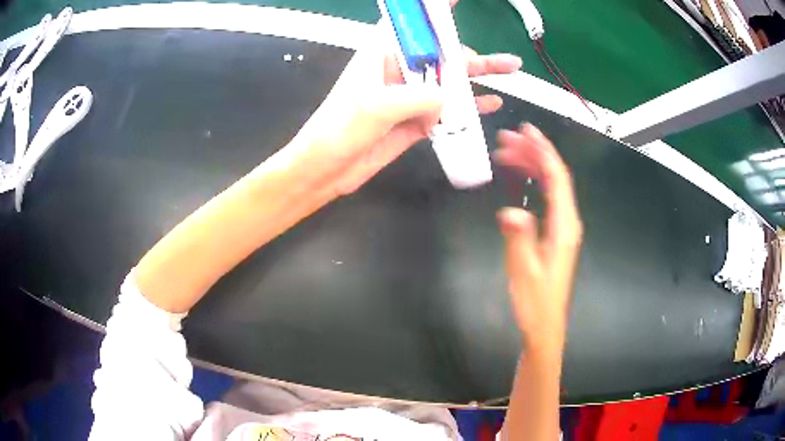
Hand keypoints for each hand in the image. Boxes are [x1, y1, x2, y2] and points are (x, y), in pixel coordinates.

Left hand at [291, 2, 521, 197]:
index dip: (434, 11)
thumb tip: (448, 99)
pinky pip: (448, 109)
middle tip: (501, 62)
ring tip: (510, 69)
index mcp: (383, 54)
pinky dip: (470, 106)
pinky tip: (491, 103)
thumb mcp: (376, 106)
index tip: (456, 0)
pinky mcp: (416, 119)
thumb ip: (418, 97)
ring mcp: (410, 96)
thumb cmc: (340, 129)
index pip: (413, 25)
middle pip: (441, 53)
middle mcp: (399, 70)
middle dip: (470, 53)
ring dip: (480, 75)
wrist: (327, 168)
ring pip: (450, 80)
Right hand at [495, 124, 582, 351]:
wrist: (544, 324)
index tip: (525, 131)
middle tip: (506, 139)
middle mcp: (568, 221)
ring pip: (551, 184)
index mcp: (564, 226)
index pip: (557, 178)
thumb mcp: (524, 270)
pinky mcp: (555, 233)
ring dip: (532, 164)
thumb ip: (519, 238)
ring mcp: (562, 226)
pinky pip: (547, 197)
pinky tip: (519, 178)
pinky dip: (533, 181)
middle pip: (555, 175)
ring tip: (506, 153)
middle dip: (533, 152)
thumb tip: (510, 211)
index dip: (543, 150)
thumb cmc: (535, 301)